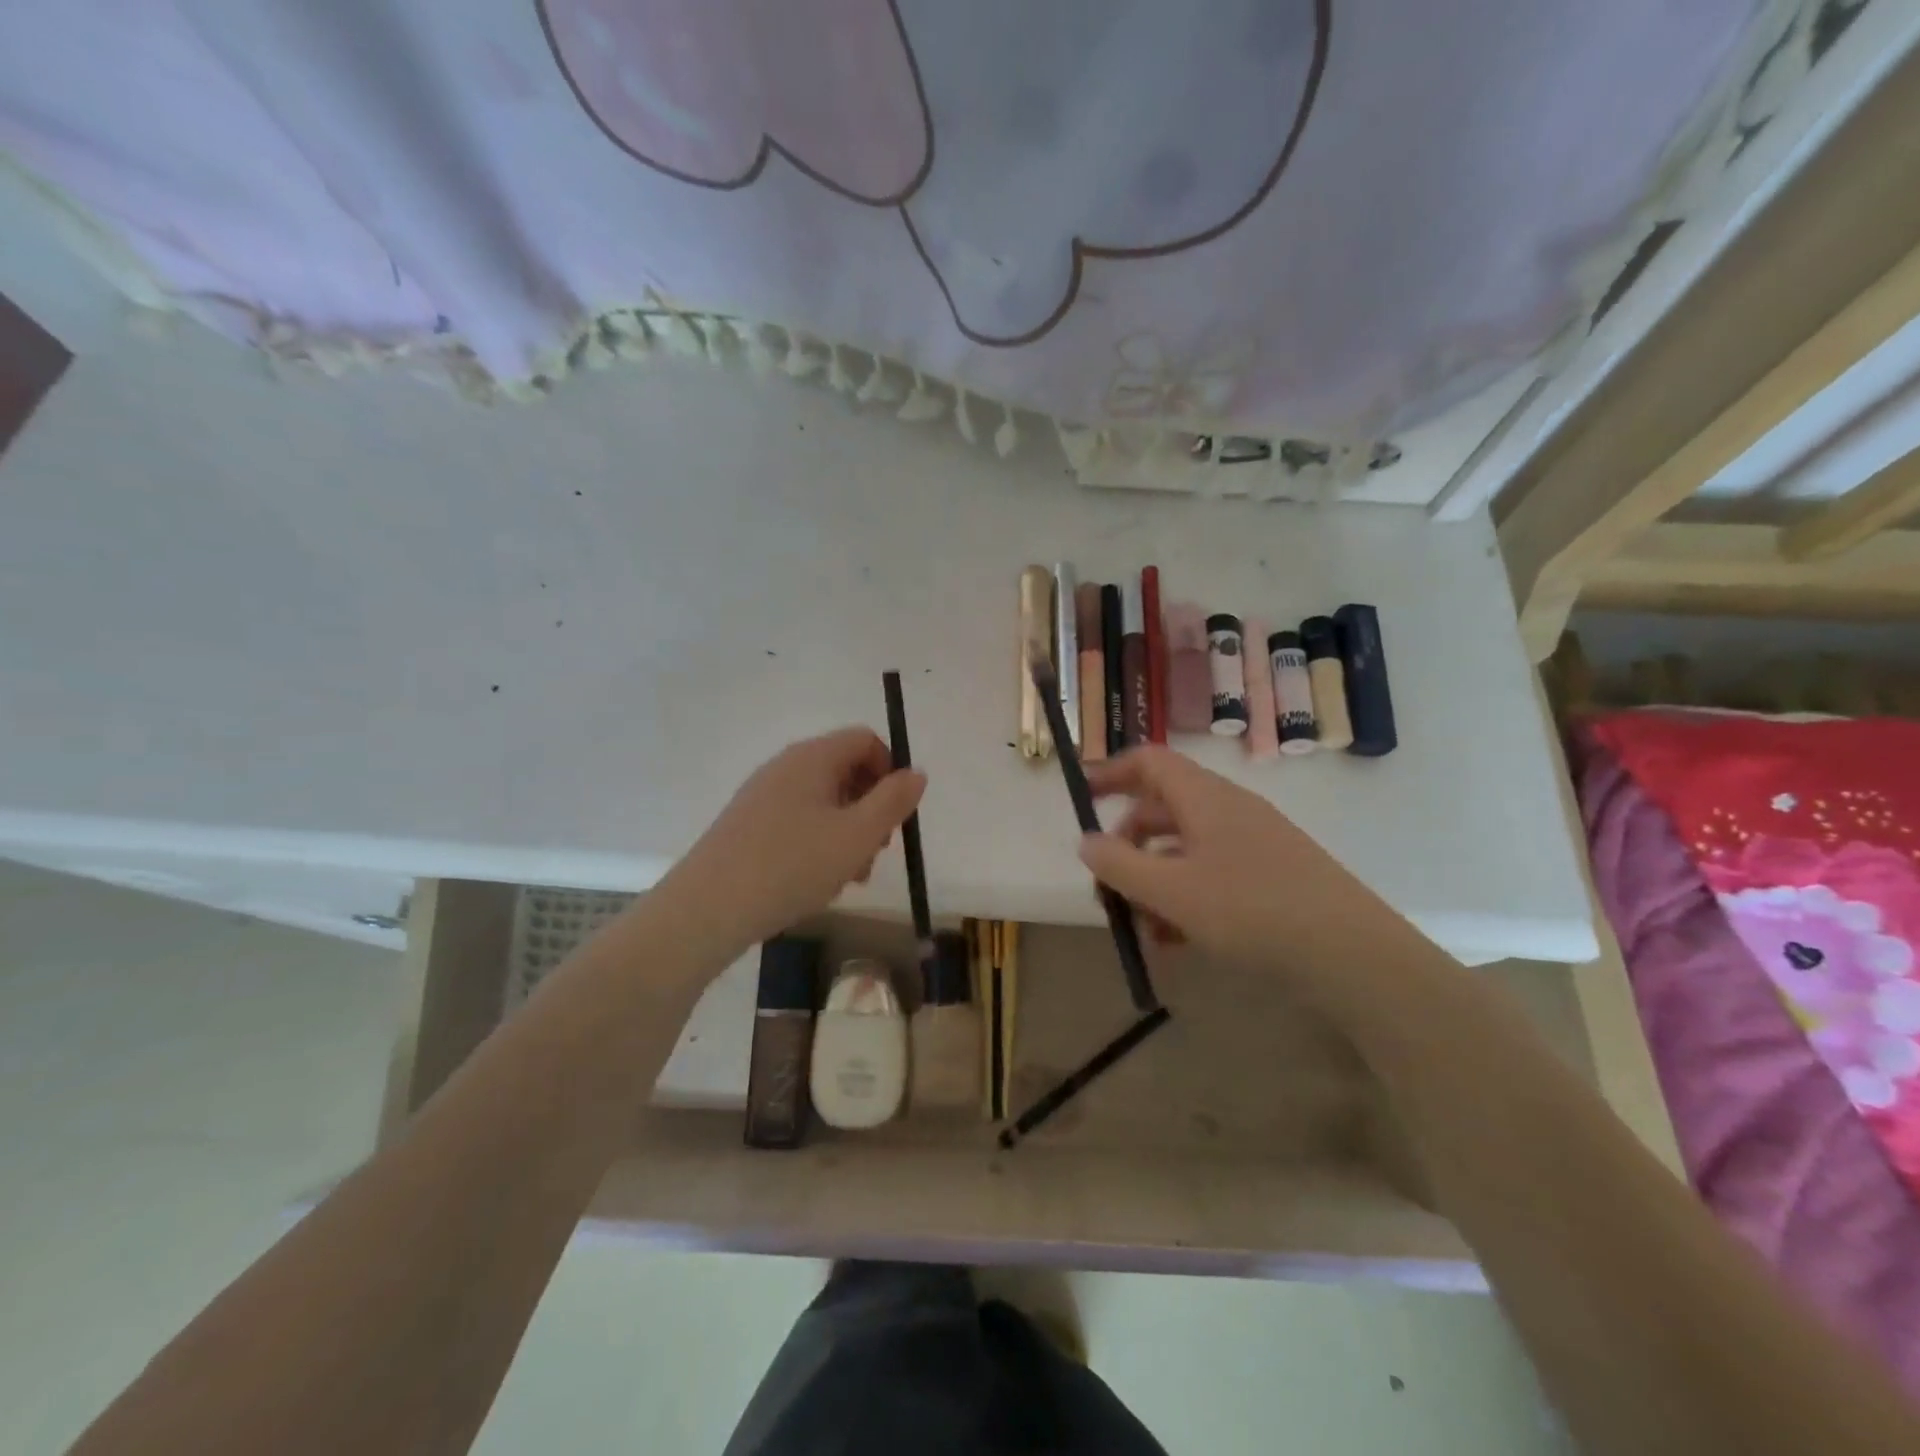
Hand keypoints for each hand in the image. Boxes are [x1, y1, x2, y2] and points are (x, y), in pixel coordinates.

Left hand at [665, 728, 925, 950]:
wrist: (708, 909)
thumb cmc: (792, 866)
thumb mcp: (857, 836)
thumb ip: (893, 801)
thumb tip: (915, 773)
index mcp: (813, 757)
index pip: (865, 740)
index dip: (890, 770)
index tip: (896, 813)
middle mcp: (786, 766)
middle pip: (845, 770)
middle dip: (871, 808)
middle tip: (876, 852)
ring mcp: (763, 795)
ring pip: (824, 801)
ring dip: (848, 833)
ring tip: (849, 877)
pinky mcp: (748, 824)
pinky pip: (798, 821)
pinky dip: (819, 843)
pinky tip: (817, 882)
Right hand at [1079, 747, 1423, 1007]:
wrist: (1353, 955)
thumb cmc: (1253, 910)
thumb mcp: (1172, 891)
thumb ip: (1120, 865)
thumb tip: (1086, 841)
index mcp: (1204, 798)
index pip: (1148, 760)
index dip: (1110, 772)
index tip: (1080, 799)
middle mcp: (1227, 810)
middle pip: (1160, 809)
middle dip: (1126, 846)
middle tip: (1106, 889)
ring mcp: (1251, 843)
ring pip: (1183, 849)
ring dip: (1152, 881)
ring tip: (1141, 929)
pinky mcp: (1269, 876)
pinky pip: (1210, 874)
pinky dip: (1184, 898)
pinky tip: (1175, 941)